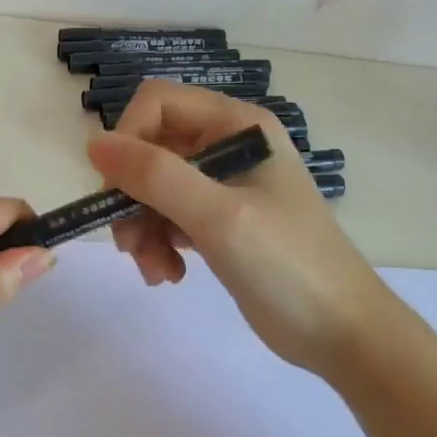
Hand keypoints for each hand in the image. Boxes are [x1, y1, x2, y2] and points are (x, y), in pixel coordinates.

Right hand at [88, 81, 404, 379]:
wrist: (342, 334)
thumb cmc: (288, 265)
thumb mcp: (219, 216)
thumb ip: (155, 176)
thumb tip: (94, 143)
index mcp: (237, 125)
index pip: (158, 102)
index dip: (129, 139)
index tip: (116, 190)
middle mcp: (227, 145)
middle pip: (150, 148)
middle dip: (132, 195)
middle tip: (129, 244)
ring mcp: (223, 185)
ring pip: (153, 187)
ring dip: (141, 226)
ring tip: (155, 269)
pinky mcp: (218, 222)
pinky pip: (168, 216)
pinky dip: (158, 243)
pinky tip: (169, 275)